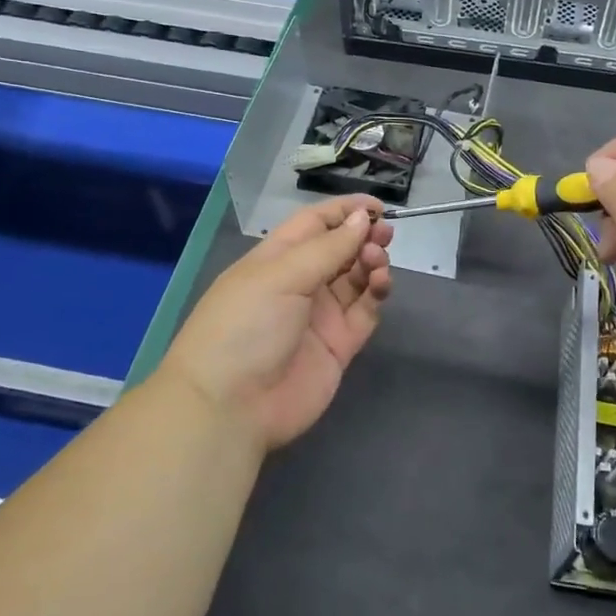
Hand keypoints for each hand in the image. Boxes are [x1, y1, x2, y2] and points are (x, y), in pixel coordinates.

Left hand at [162, 195, 394, 452]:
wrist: (230, 407)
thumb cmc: (245, 326)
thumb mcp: (281, 276)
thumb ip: (328, 248)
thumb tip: (360, 219)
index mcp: (277, 259)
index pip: (315, 224)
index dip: (345, 211)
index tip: (378, 207)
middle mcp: (300, 282)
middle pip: (340, 249)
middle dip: (363, 236)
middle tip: (384, 234)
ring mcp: (321, 314)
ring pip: (356, 277)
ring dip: (371, 262)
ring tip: (377, 261)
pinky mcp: (339, 344)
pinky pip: (365, 310)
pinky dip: (377, 293)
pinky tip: (380, 284)